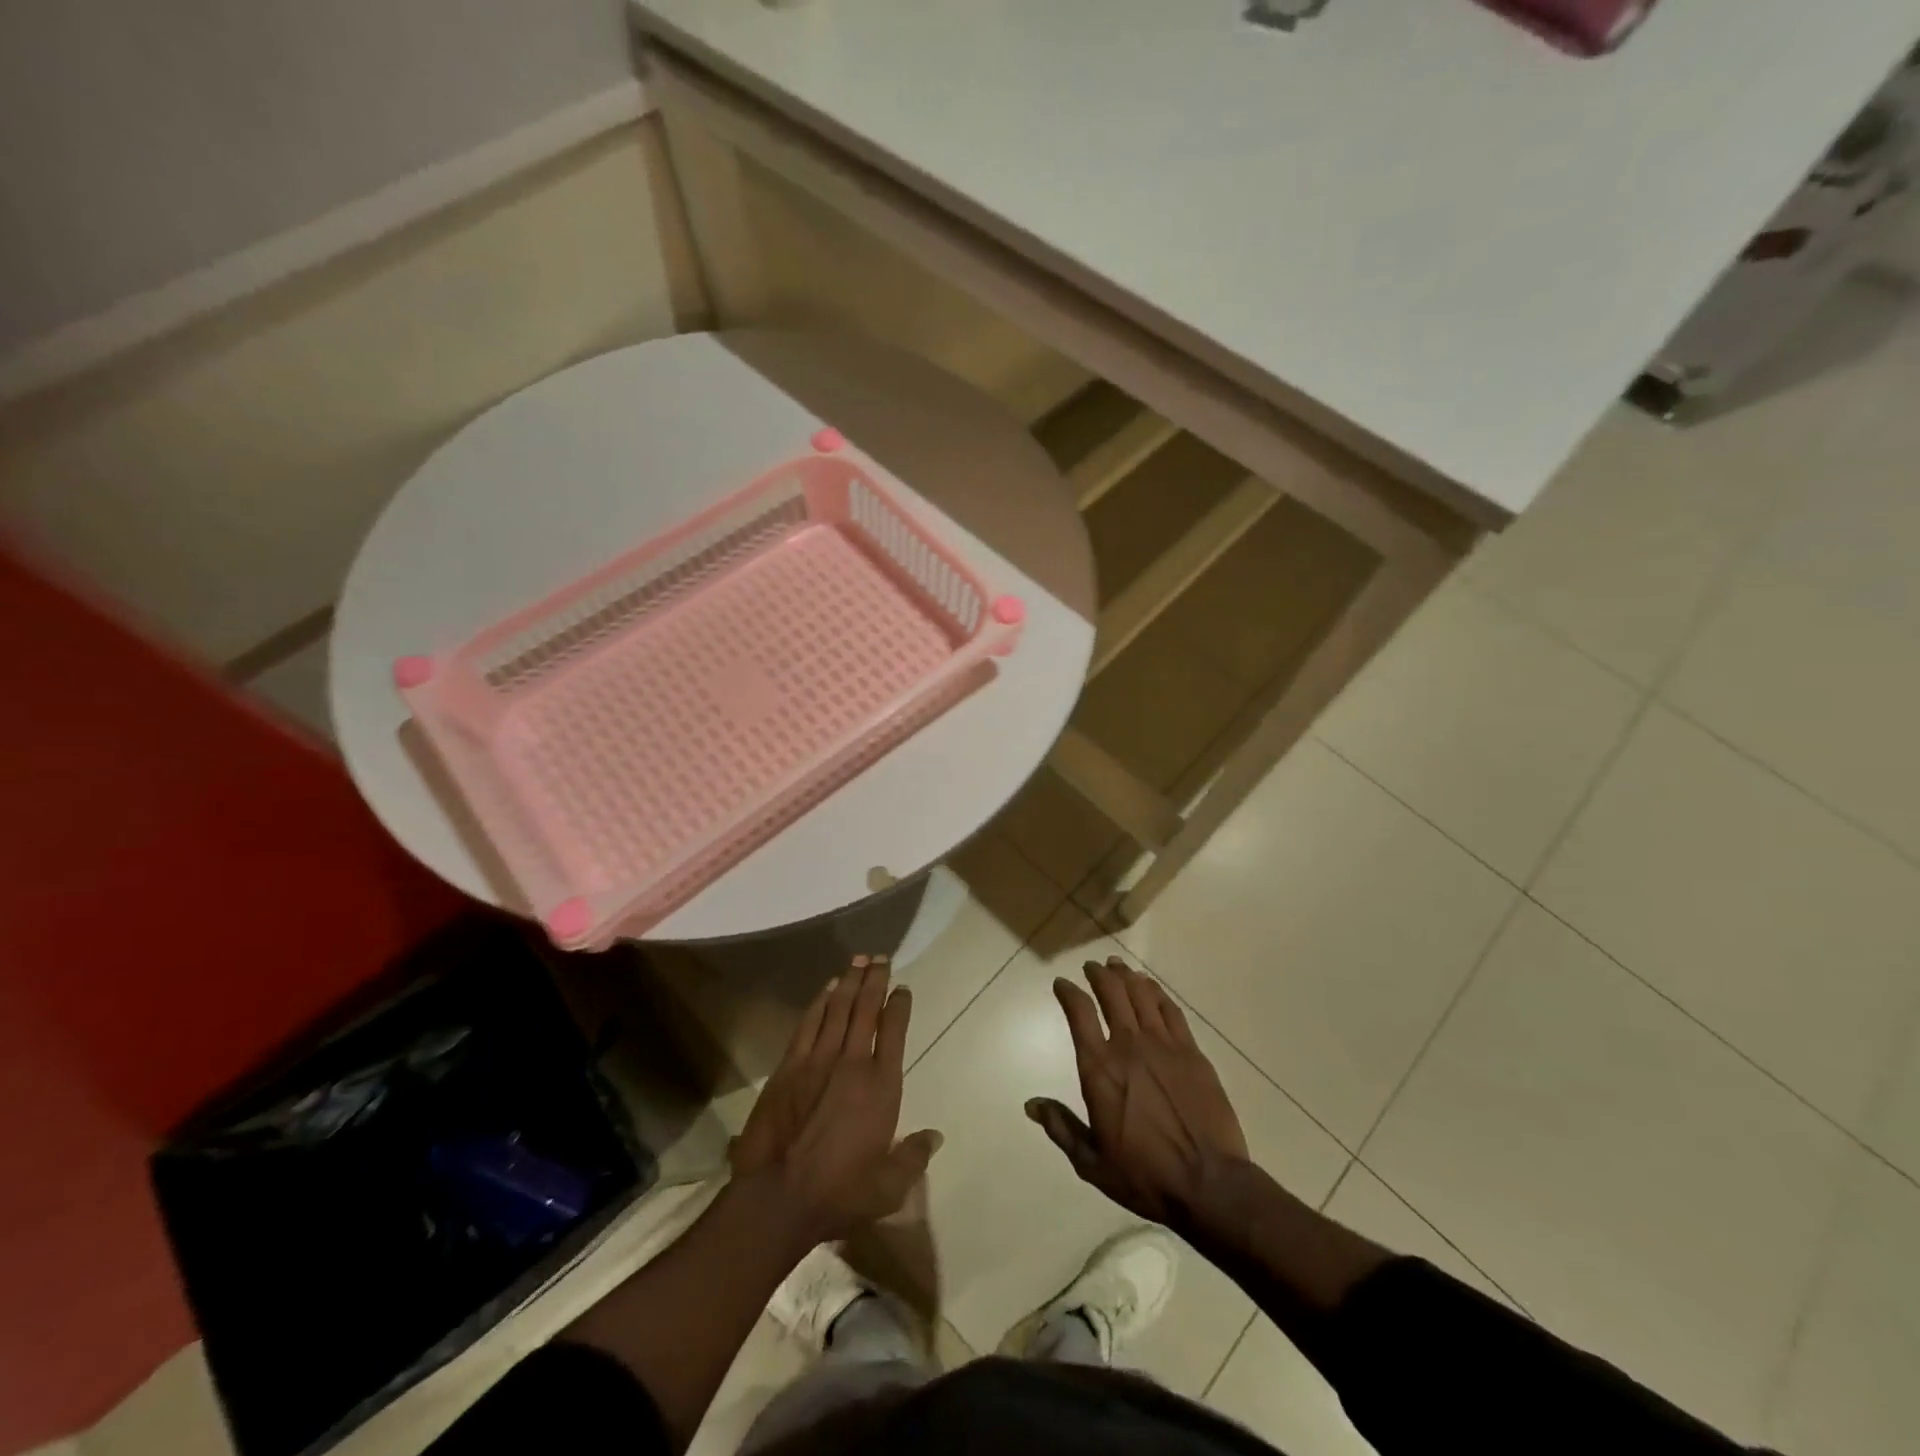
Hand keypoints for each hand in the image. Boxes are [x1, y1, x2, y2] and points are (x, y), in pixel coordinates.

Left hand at [730, 955, 942, 1241]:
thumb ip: (914, 1157)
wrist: (778, 1196)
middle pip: (866, 1009)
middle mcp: (852, 1063)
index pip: (894, 1032)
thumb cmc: (840, 1193)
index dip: (899, 1006)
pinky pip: (808, 1024)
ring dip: (849, 982)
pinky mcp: (789, 1067)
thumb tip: (936, 1136)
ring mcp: (818, 1060)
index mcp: (881, 1086)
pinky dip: (819, 1002)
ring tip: (858, 960)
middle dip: (875, 980)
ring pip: (838, 1009)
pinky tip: (827, 989)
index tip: (903, 988)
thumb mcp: (889, 1187)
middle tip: (881, 957)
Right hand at [1028, 955, 1248, 1223]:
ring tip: (1118, 967)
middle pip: (1112, 992)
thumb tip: (1031, 1104)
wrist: (1209, 1184)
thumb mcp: (1092, 1162)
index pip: (1079, 1013)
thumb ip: (1061, 1128)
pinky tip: (1151, 988)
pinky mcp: (1192, 1052)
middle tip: (1092, 967)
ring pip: (1141, 994)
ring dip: (1126, 976)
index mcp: (1100, 1069)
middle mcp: (1129, 1046)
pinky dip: (1156, 993)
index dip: (1068, 992)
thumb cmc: (1144, 1176)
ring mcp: (1164, 1045)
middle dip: (1098, 974)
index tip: (1062, 984)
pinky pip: (1170, 1010)